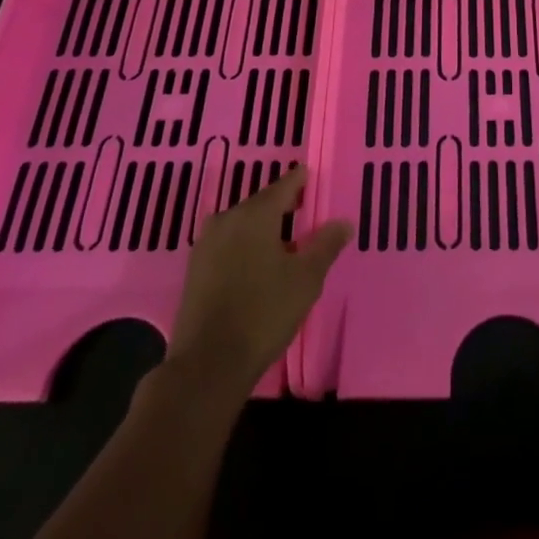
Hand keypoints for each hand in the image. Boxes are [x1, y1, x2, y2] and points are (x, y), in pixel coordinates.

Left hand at [166, 166, 350, 396]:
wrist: (208, 363)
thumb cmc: (264, 312)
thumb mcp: (306, 278)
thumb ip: (326, 245)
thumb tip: (343, 222)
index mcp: (255, 214)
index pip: (283, 185)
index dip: (300, 181)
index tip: (311, 175)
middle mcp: (227, 219)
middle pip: (260, 204)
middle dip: (282, 206)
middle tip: (303, 210)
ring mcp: (206, 244)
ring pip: (241, 224)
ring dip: (262, 227)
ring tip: (284, 240)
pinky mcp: (194, 269)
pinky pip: (227, 244)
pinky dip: (244, 245)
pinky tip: (257, 263)